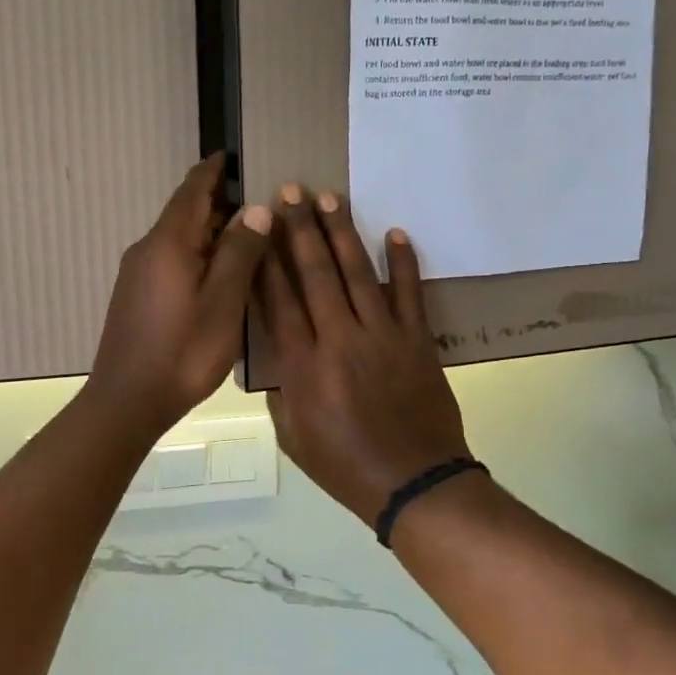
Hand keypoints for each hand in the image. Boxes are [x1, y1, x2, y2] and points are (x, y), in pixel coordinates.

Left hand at [87, 154, 272, 435]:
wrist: (127, 399)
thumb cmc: (182, 351)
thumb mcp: (223, 303)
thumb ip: (240, 253)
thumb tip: (256, 209)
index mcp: (168, 243)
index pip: (191, 191)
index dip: (212, 172)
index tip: (230, 156)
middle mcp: (147, 249)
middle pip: (184, 214)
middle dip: (216, 203)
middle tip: (255, 203)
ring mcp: (136, 274)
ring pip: (177, 239)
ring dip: (207, 232)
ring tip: (243, 237)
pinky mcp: (135, 296)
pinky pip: (169, 260)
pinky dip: (194, 255)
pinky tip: (214, 274)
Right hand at [260, 186, 470, 523]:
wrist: (414, 483)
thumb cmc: (344, 466)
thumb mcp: (292, 436)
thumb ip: (281, 390)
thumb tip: (279, 354)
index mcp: (302, 366)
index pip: (278, 300)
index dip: (266, 260)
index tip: (258, 226)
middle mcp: (339, 340)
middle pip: (315, 275)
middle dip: (299, 230)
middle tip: (290, 191)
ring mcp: (382, 336)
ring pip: (358, 274)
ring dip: (342, 233)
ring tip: (330, 197)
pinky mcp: (418, 341)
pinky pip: (410, 294)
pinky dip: (403, 262)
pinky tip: (394, 232)